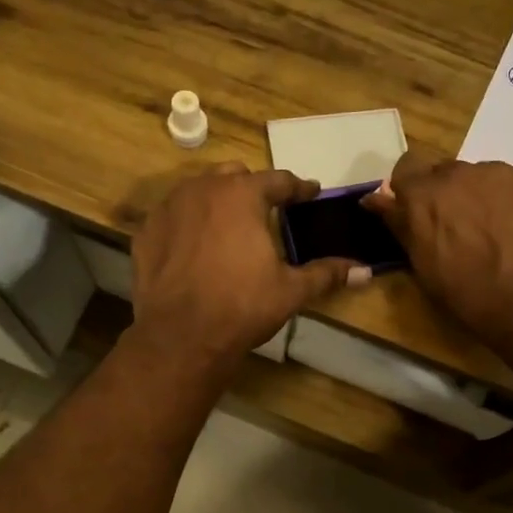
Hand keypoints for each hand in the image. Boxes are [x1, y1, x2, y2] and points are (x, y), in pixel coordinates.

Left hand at [131, 165, 366, 365]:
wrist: (181, 336)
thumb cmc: (242, 306)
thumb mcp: (290, 290)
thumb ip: (326, 274)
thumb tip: (365, 271)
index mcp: (243, 195)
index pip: (279, 181)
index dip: (299, 188)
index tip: (310, 193)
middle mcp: (203, 189)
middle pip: (235, 176)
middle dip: (253, 189)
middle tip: (267, 210)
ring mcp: (169, 208)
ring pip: (199, 191)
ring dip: (218, 201)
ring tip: (230, 225)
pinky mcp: (146, 231)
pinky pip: (173, 216)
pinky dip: (187, 223)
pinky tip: (194, 245)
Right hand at [363, 154, 512, 347]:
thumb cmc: (469, 293)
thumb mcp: (423, 265)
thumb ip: (400, 225)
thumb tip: (375, 200)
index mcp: (423, 195)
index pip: (405, 170)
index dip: (410, 190)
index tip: (416, 213)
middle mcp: (458, 174)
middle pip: (444, 172)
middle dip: (445, 194)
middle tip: (457, 228)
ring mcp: (499, 174)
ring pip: (480, 177)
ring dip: (478, 197)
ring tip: (494, 232)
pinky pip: (512, 185)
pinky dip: (510, 203)